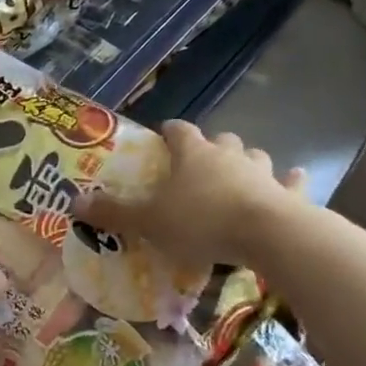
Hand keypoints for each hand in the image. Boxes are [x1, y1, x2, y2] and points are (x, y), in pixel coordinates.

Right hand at [76, 120, 305, 268]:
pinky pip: (290, 182)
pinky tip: (291, 182)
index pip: (178, 130)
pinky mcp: (289, 194)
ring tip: (237, 177)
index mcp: (193, 154)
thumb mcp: (149, 221)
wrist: (269, 235)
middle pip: (220, 140)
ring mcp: (262, 172)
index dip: (168, 132)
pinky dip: (288, 182)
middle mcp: (228, 155)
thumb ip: (114, 212)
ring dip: (246, 162)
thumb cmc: (202, 221)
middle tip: (198, 166)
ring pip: (254, 156)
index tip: (161, 136)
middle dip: (210, 147)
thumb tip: (74, 202)